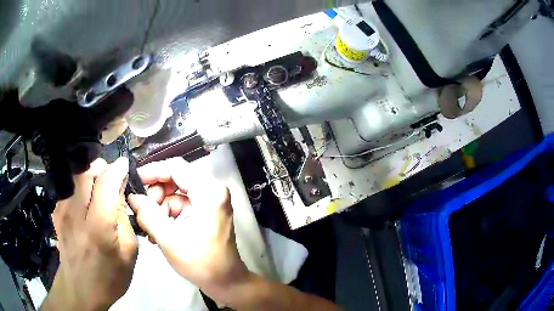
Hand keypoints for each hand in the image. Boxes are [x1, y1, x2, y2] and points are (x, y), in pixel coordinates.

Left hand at [42, 158, 136, 310]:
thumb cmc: (109, 277)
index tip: (125, 164)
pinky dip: (80, 190)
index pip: (106, 183)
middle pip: (87, 171)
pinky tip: (85, 207)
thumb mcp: (128, 253)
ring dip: (91, 177)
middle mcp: (76, 213)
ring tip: (99, 191)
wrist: (80, 290)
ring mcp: (63, 210)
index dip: (117, 168)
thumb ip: (124, 219)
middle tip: (112, 178)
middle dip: (102, 168)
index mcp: (98, 227)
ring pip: (77, 177)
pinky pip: (70, 189)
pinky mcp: (56, 212)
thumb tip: (120, 191)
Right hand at [127, 157, 249, 298]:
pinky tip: (157, 231)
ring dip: (159, 207)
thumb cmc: (201, 263)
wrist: (226, 282)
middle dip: (155, 194)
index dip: (152, 171)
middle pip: (176, 179)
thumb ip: (147, 214)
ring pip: (176, 192)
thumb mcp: (169, 238)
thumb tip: (132, 196)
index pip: (176, 168)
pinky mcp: (207, 211)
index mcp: (209, 192)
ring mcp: (211, 201)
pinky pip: (182, 204)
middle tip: (141, 211)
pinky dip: (168, 214)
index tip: (134, 181)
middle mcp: (213, 190)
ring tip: (149, 227)